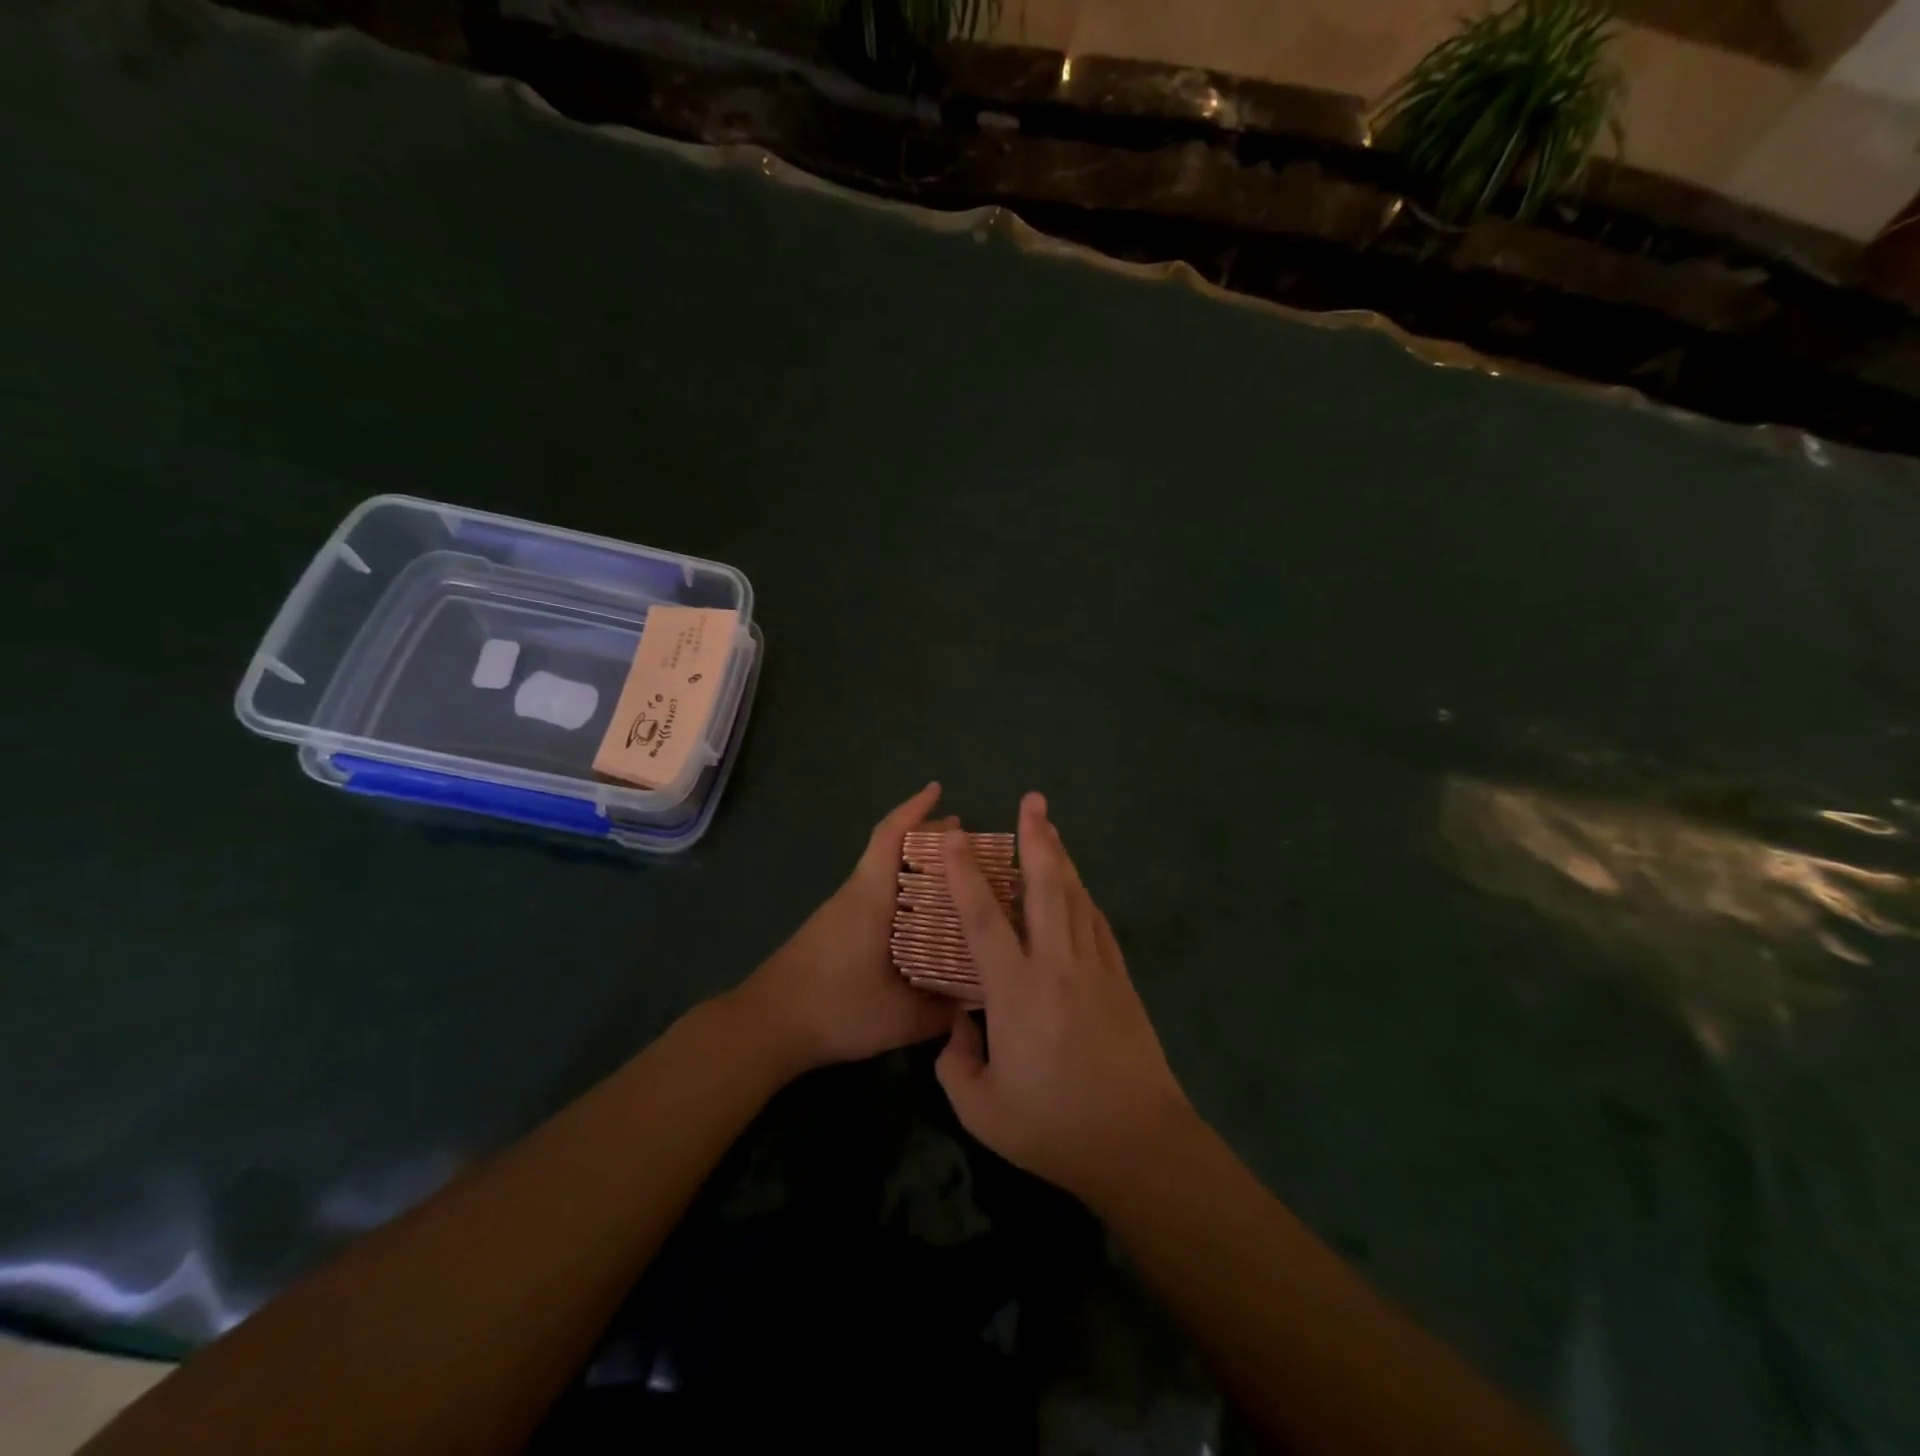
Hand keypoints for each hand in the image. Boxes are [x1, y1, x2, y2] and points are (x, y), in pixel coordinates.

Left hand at [736, 783, 954, 1072]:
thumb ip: (942, 1011)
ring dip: (914, 867)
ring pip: (881, 874)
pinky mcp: (833, 932)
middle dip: (925, 838)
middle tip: (964, 841)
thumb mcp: (899, 1018)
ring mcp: (840, 913)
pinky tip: (920, 919)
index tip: (937, 790)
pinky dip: (901, 892)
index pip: (889, 837)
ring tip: (951, 879)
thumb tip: (979, 999)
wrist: (765, 1026)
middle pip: (889, 850)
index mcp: (870, 898)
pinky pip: (874, 896)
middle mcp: (854, 896)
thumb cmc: (834, 1007)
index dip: (913, 810)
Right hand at [934, 792, 1193, 1205]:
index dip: (966, 874)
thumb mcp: (982, 1110)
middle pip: (1046, 887)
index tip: (956, 838)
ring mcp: (1095, 968)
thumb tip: (957, 1025)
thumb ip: (955, 1063)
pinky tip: (1078, 886)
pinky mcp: (1121, 980)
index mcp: (1017, 992)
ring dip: (1062, 858)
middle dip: (1036, 839)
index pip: (984, 919)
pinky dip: (1084, 895)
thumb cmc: (1055, 1128)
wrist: (1139, 1143)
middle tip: (1032, 801)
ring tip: (1050, 828)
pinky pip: (1098, 923)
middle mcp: (1057, 965)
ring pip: (1076, 897)